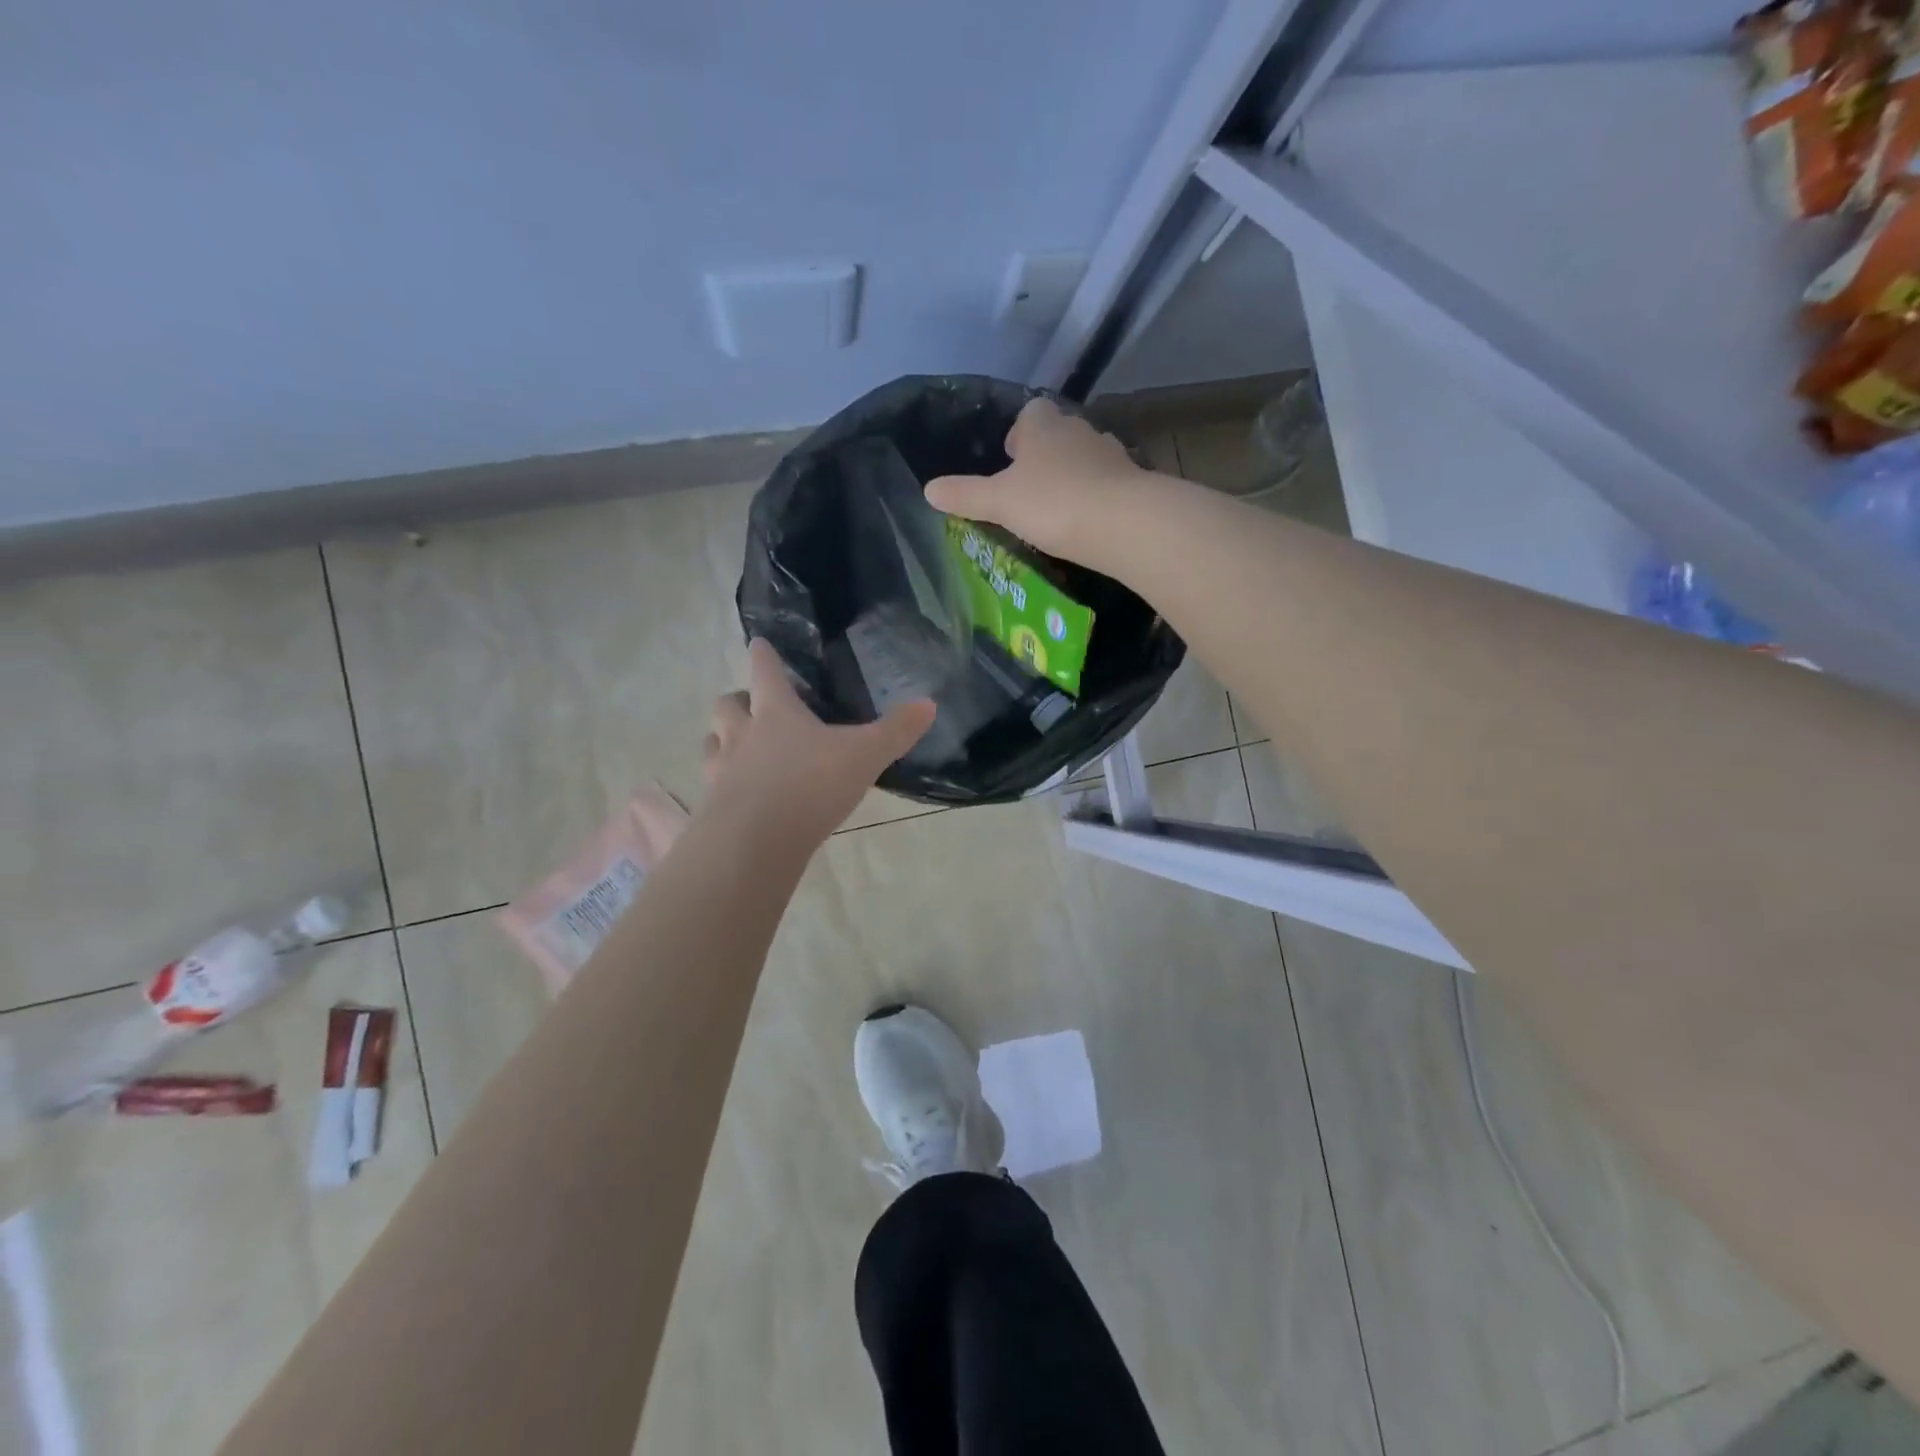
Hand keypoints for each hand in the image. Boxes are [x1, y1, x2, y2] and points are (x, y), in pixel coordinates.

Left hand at [703, 640, 934, 841]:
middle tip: (753, 705)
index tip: (759, 643)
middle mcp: (742, 734)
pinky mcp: (713, 805)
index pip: (765, 671)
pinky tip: (741, 795)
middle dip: (737, 700)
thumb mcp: (865, 756)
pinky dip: (723, 782)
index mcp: (776, 712)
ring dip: (723, 739)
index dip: (764, 655)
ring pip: (713, 742)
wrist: (756, 841)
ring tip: (740, 749)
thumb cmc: (811, 784)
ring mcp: (722, 770)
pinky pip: (712, 784)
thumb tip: (929, 703)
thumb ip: (896, 731)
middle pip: (727, 705)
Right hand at [924, 398, 1155, 565]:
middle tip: (1028, 492)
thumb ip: (964, 495)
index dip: (1018, 436)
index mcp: (1043, 425)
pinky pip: (1106, 483)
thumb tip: (928, 490)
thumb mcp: (999, 502)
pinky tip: (1086, 522)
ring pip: (1083, 458)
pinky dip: (1095, 496)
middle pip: (1057, 435)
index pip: (1029, 414)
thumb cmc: (1053, 503)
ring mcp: (1109, 453)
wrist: (1123, 523)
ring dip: (1070, 477)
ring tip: (1056, 510)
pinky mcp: (1132, 480)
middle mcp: (1078, 429)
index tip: (1010, 463)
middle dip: (1043, 458)